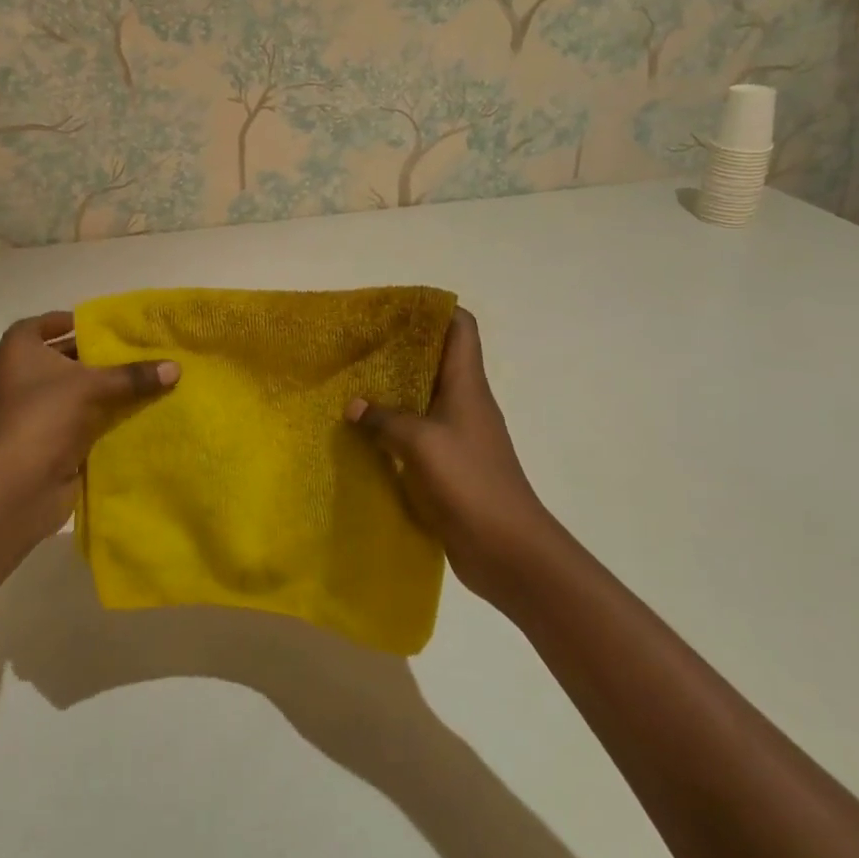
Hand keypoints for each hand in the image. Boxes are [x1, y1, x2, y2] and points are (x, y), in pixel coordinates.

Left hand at [0, 311, 178, 537]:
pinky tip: (132, 413)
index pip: (38, 326)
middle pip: (59, 359)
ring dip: (99, 389)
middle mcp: (19, 378)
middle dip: (93, 356)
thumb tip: (176, 367)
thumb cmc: (46, 415)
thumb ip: (134, 375)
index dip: (65, 322)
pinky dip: (99, 416)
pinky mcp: (44, 441)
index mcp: (18, 353)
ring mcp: (31, 413)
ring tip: (140, 379)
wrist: (19, 485)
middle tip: (131, 350)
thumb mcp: (93, 386)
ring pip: (70, 392)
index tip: (98, 325)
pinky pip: (77, 420)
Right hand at [345, 308, 555, 601]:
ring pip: (422, 397)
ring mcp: (457, 434)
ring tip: (351, 383)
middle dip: (399, 348)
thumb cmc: (470, 482)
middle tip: (358, 344)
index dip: (433, 309)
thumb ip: (384, 420)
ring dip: (391, 390)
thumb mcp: (421, 443)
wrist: (507, 550)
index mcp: (467, 384)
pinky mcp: (447, 465)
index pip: (461, 327)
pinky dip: (392, 428)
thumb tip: (353, 405)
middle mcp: (464, 402)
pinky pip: (416, 434)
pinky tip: (362, 433)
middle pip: (435, 359)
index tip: (395, 307)